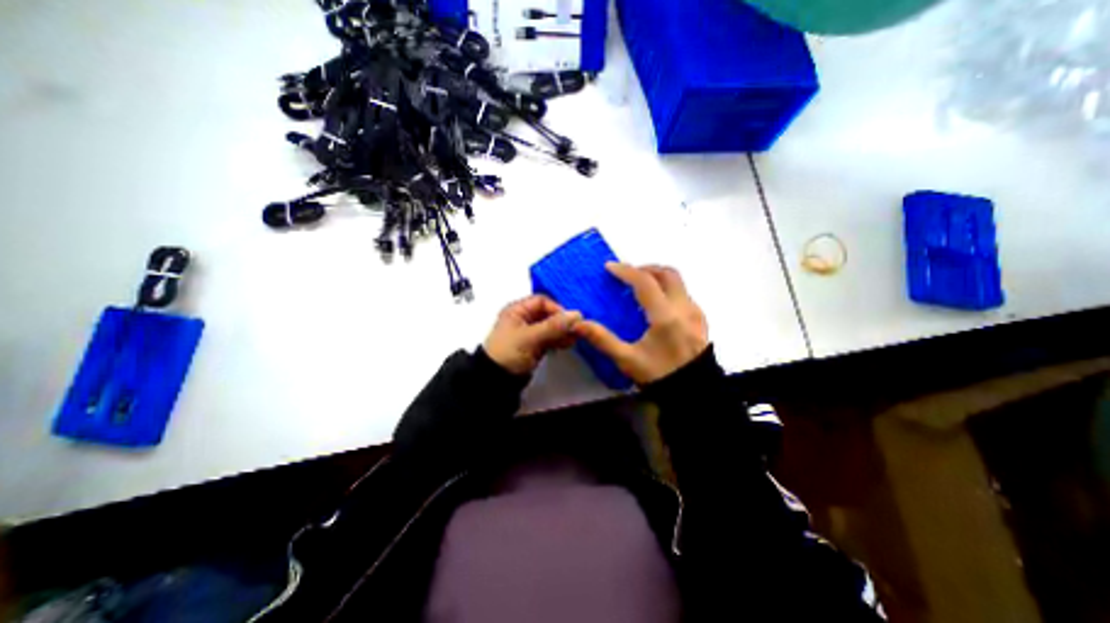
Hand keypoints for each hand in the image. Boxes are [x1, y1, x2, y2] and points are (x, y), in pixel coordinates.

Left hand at [488, 298, 583, 373]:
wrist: (498, 380)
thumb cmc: (509, 352)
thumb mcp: (530, 337)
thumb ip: (553, 326)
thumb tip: (577, 315)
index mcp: (517, 310)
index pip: (542, 301)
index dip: (556, 308)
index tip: (568, 319)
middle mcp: (525, 318)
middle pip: (548, 314)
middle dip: (562, 321)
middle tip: (576, 329)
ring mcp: (531, 332)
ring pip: (552, 326)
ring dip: (563, 331)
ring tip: (574, 338)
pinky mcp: (536, 345)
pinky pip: (551, 338)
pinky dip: (560, 340)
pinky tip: (568, 343)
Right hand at [571, 264, 710, 382]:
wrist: (694, 393)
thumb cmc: (659, 375)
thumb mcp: (627, 360)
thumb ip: (602, 340)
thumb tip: (578, 324)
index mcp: (665, 316)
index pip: (645, 282)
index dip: (626, 271)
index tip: (610, 267)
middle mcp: (683, 308)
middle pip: (667, 274)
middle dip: (645, 269)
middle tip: (627, 275)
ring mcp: (695, 312)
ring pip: (678, 282)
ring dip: (657, 277)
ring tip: (639, 287)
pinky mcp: (700, 319)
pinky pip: (683, 293)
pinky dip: (667, 289)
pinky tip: (656, 304)